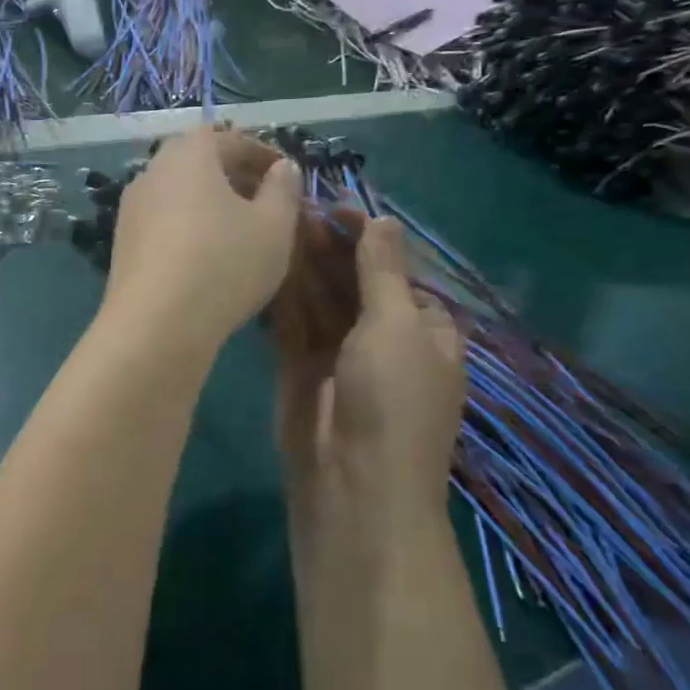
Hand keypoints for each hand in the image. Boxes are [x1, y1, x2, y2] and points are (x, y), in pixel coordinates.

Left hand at [102, 127, 302, 352]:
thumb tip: (282, 168)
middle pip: (200, 163)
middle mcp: (153, 171)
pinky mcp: (123, 243)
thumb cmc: (224, 264)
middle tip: (266, 202)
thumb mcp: (274, 226)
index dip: (263, 155)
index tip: (287, 177)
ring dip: (211, 205)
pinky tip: (208, 257)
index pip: (230, 139)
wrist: (156, 325)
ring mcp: (132, 208)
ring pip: (180, 194)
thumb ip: (283, 190)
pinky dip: (189, 228)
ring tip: (241, 232)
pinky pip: (164, 223)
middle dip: (235, 178)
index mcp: (189, 153)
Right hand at [276, 218, 466, 513]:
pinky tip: (266, 264)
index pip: (395, 269)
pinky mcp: (302, 368)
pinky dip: (284, 296)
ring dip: (303, 266)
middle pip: (354, 280)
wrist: (353, 483)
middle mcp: (383, 337)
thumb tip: (383, 219)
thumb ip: (382, 270)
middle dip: (329, 247)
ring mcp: (340, 354)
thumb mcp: (397, 324)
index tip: (334, 206)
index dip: (367, 237)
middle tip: (294, 210)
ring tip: (276, 227)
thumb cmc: (392, 397)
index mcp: (423, 328)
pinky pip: (293, 323)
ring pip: (321, 299)